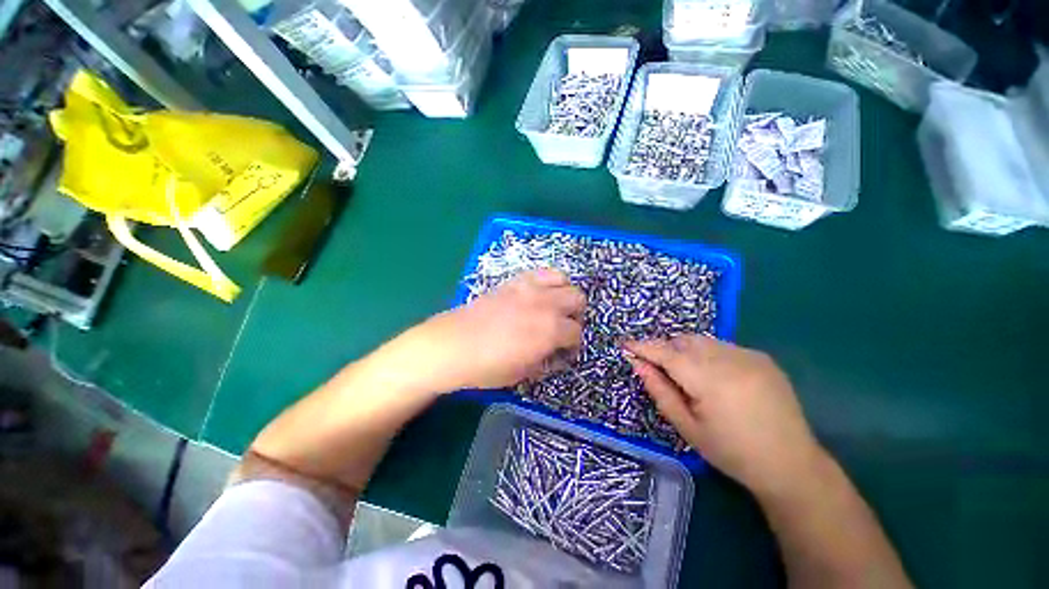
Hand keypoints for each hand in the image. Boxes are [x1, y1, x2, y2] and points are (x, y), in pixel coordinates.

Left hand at [415, 269, 585, 390]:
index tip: (564, 352)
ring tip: (554, 308)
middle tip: (563, 329)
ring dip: (564, 295)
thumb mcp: (523, 373)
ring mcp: (529, 289)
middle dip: (575, 316)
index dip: (573, 345)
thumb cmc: (487, 367)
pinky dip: (547, 282)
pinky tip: (539, 295)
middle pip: (577, 299)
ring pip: (563, 280)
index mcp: (549, 331)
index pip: (576, 332)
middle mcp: (545, 304)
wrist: (453, 346)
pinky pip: (540, 273)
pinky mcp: (514, 282)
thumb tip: (555, 352)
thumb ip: (546, 359)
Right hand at [625, 335, 823, 496]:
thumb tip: (638, 364)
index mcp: (709, 379)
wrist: (790, 464)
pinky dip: (706, 353)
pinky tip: (712, 376)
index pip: (666, 353)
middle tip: (655, 366)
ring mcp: (748, 355)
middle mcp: (729, 359)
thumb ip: (659, 390)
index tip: (625, 344)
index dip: (643, 347)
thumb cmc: (731, 452)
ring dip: (684, 349)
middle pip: (683, 341)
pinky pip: (721, 346)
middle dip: (664, 348)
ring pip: (702, 340)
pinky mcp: (761, 357)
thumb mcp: (687, 426)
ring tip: (683, 373)